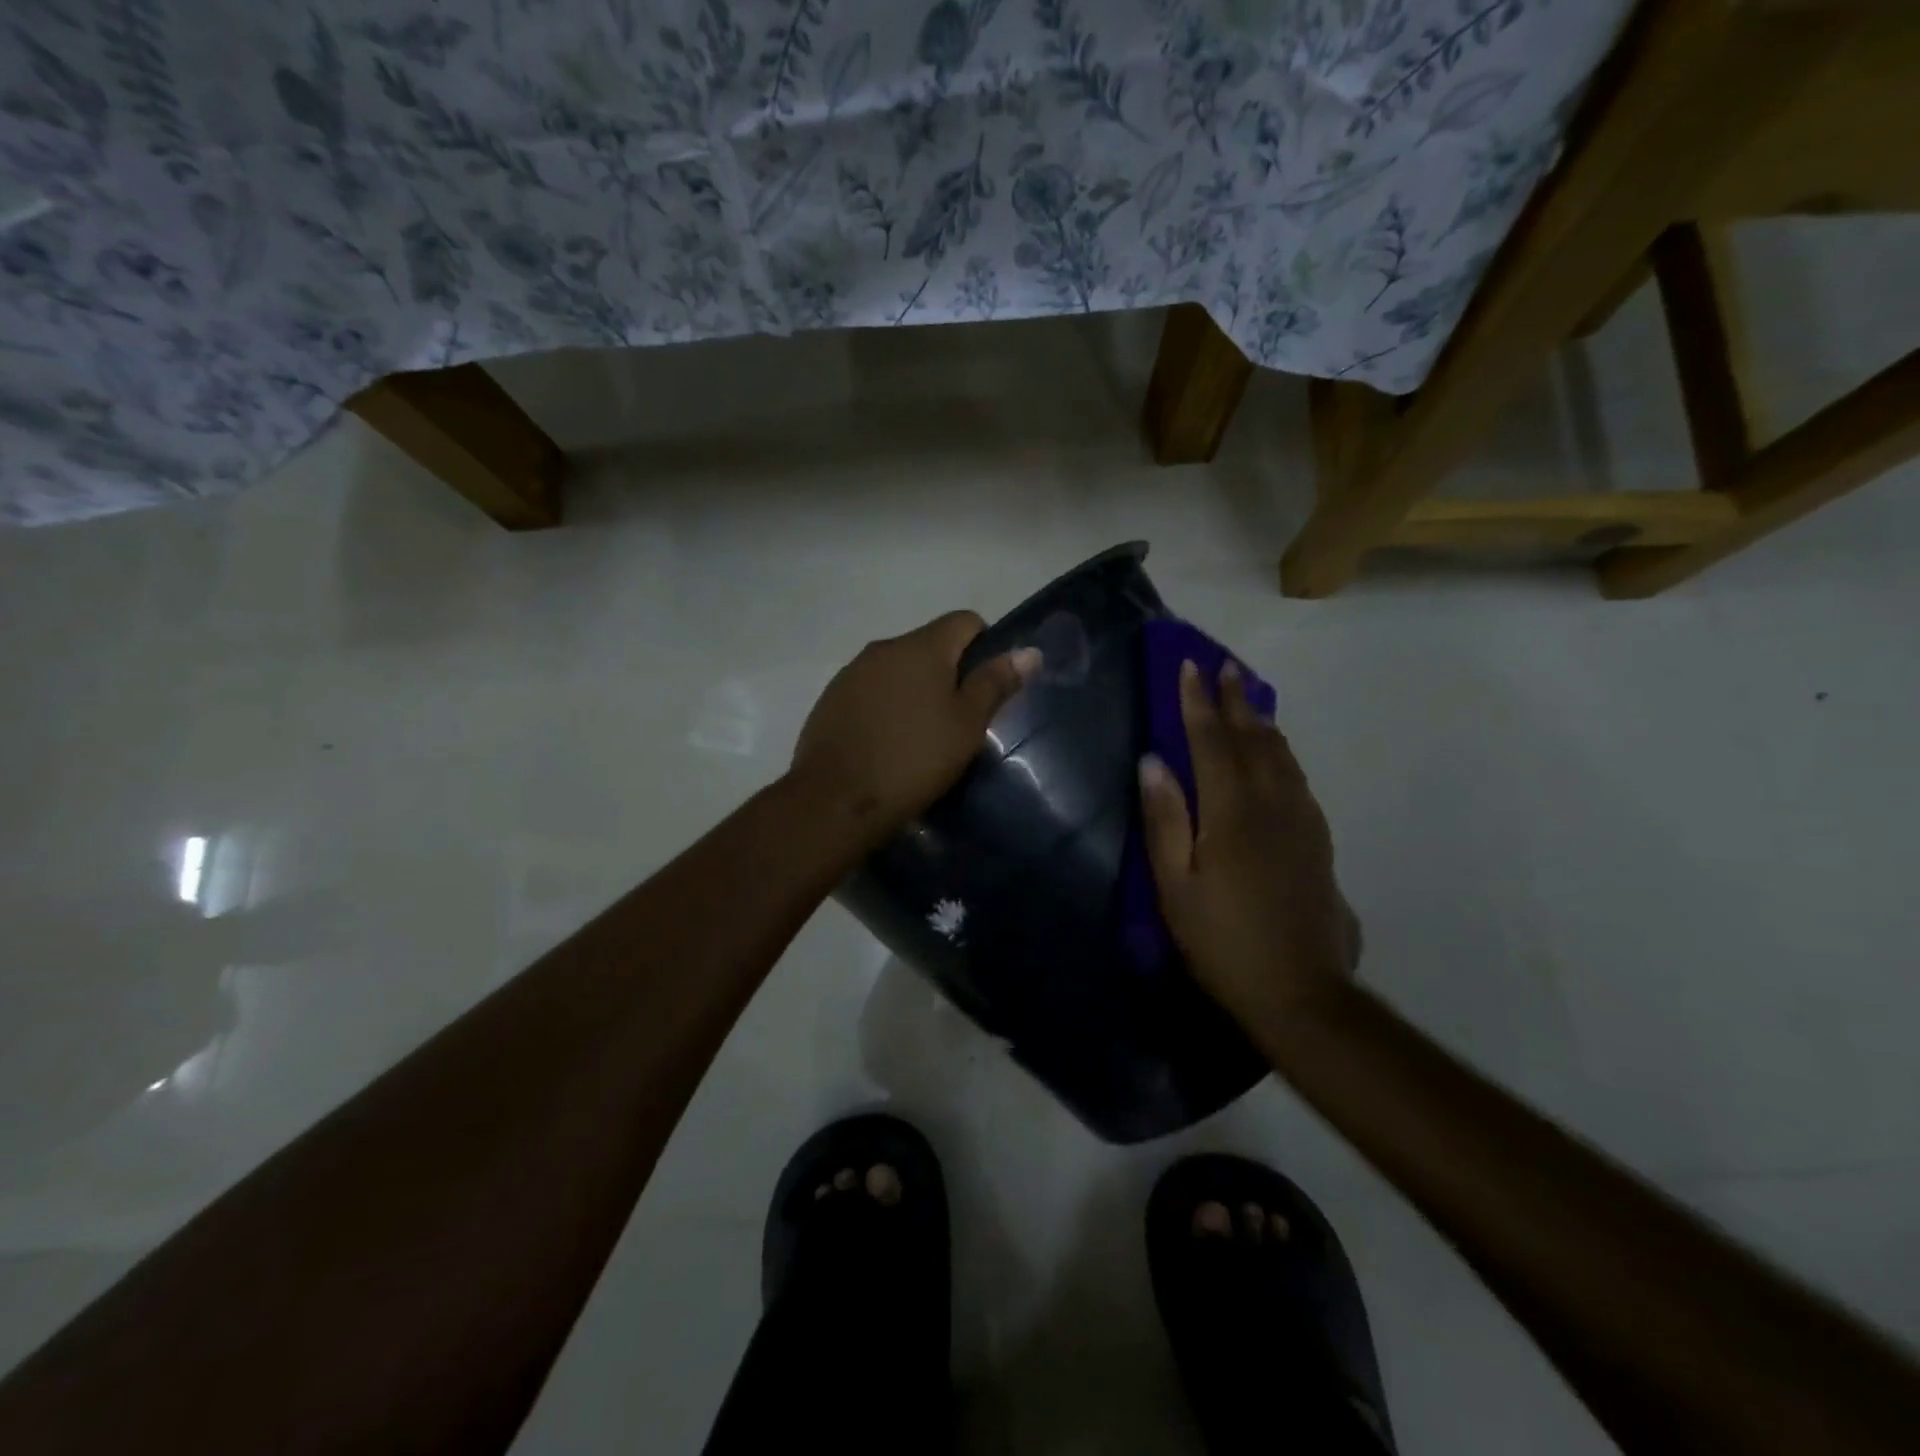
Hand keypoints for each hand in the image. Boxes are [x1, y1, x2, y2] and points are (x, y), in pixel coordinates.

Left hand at [791, 611, 1039, 841]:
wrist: (836, 800)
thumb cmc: (914, 759)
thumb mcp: (967, 725)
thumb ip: (995, 683)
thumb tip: (1028, 651)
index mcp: (922, 646)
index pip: (965, 621)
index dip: (985, 647)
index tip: (987, 689)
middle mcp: (884, 647)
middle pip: (929, 645)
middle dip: (949, 673)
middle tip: (959, 720)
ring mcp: (852, 672)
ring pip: (898, 669)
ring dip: (915, 689)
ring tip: (922, 736)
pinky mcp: (831, 699)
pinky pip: (871, 690)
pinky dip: (886, 706)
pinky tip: (887, 743)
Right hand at [1139, 659, 1359, 1026]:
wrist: (1300, 990)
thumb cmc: (1222, 940)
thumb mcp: (1174, 886)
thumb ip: (1164, 819)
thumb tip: (1153, 761)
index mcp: (1232, 812)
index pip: (1212, 741)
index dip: (1197, 702)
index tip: (1189, 666)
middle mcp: (1272, 804)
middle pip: (1253, 738)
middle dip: (1236, 699)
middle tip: (1224, 666)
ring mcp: (1301, 820)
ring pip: (1281, 754)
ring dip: (1261, 720)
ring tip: (1249, 697)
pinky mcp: (1318, 839)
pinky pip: (1297, 777)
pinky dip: (1281, 752)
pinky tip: (1277, 753)